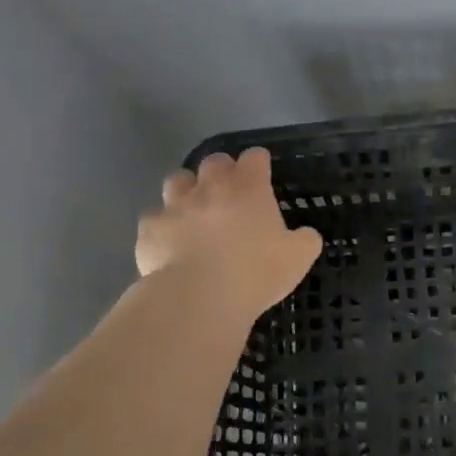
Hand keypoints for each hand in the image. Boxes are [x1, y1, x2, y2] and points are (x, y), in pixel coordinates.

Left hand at [136, 148, 322, 321]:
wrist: (198, 297)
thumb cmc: (255, 273)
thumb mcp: (298, 258)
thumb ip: (305, 239)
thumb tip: (305, 234)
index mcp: (249, 188)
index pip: (255, 157)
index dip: (258, 163)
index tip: (262, 174)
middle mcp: (210, 187)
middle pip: (213, 161)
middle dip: (221, 171)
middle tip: (229, 193)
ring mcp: (176, 205)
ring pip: (177, 180)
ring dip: (186, 189)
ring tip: (193, 209)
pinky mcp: (150, 228)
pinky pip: (154, 217)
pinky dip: (162, 225)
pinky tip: (168, 241)